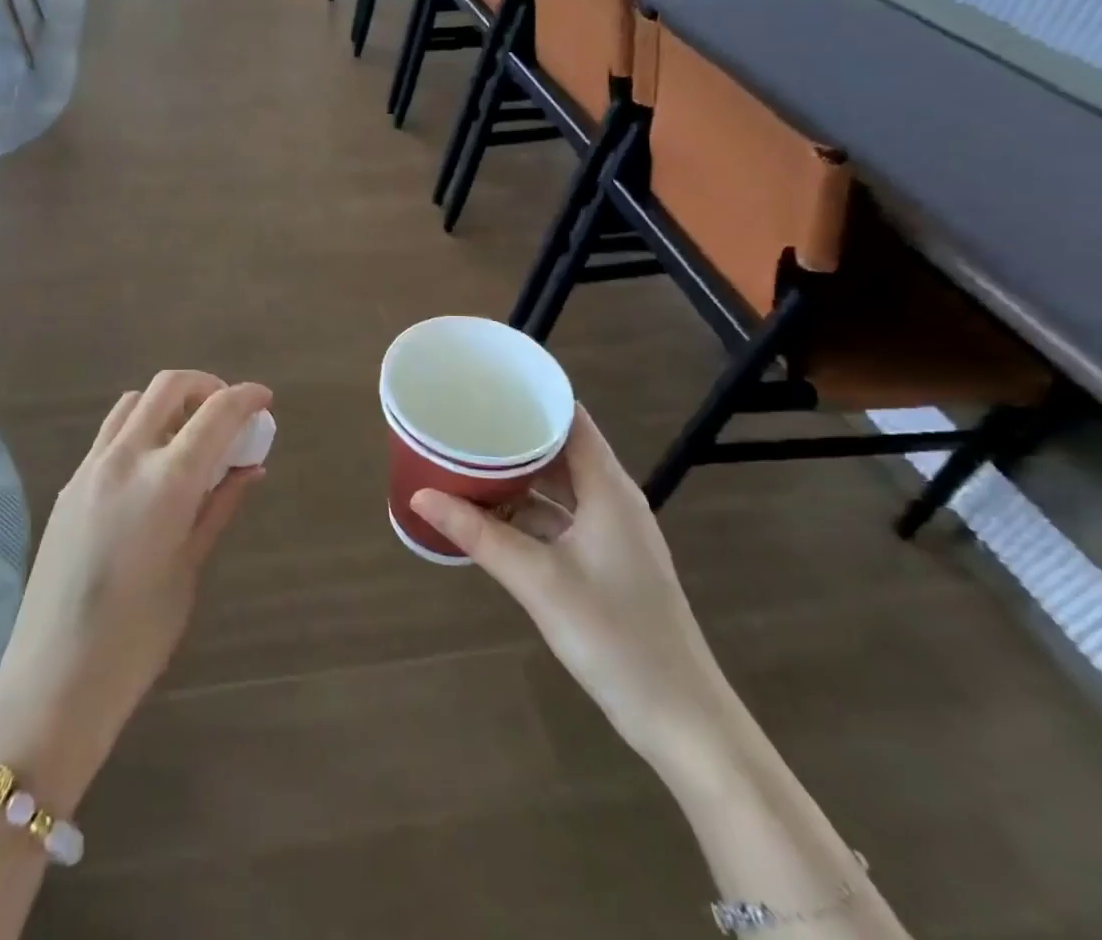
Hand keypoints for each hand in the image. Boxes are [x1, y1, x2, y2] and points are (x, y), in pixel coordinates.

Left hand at [0, 372, 269, 807]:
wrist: (56, 676)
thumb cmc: (139, 634)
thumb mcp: (189, 566)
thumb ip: (219, 506)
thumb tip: (250, 468)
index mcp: (166, 481)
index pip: (216, 413)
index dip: (246, 397)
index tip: (264, 398)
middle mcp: (126, 458)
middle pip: (168, 386)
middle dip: (205, 385)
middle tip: (227, 412)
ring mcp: (90, 467)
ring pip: (134, 402)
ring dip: (168, 403)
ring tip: (190, 436)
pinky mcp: (69, 484)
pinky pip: (110, 434)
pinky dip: (140, 428)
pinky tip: (152, 467)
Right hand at [409, 408, 733, 768]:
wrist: (681, 719)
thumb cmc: (615, 636)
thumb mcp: (537, 580)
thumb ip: (477, 535)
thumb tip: (420, 495)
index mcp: (608, 488)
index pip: (570, 418)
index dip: (532, 395)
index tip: (485, 382)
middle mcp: (612, 499)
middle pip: (560, 448)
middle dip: (512, 433)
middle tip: (462, 418)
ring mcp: (610, 532)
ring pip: (558, 485)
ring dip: (516, 475)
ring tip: (466, 458)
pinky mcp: (605, 560)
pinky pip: (559, 517)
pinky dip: (526, 511)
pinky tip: (488, 515)